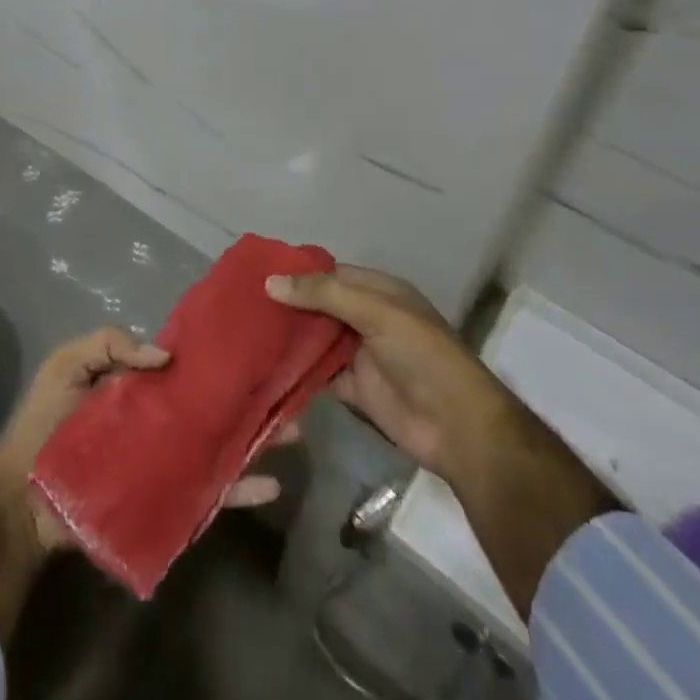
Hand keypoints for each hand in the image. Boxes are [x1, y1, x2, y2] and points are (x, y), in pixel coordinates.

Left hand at [0, 326, 294, 552]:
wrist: (22, 499)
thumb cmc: (45, 422)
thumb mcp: (69, 364)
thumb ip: (110, 344)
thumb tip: (166, 355)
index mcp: (142, 386)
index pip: (189, 367)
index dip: (218, 357)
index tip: (254, 347)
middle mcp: (164, 420)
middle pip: (216, 405)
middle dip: (251, 397)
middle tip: (289, 389)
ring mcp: (171, 461)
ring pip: (223, 445)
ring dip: (259, 438)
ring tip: (295, 430)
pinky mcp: (171, 500)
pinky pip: (211, 493)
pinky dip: (241, 489)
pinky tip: (272, 484)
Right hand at [266, 265, 507, 480]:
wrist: (457, 427)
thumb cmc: (422, 355)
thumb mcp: (376, 312)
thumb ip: (324, 294)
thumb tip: (271, 282)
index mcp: (379, 292)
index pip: (330, 273)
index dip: (297, 273)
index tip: (257, 273)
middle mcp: (366, 318)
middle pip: (319, 306)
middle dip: (287, 305)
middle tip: (241, 303)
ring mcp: (359, 355)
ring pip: (315, 339)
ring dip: (288, 337)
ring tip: (243, 330)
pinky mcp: (352, 389)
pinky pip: (317, 374)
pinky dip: (295, 371)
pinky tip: (263, 366)